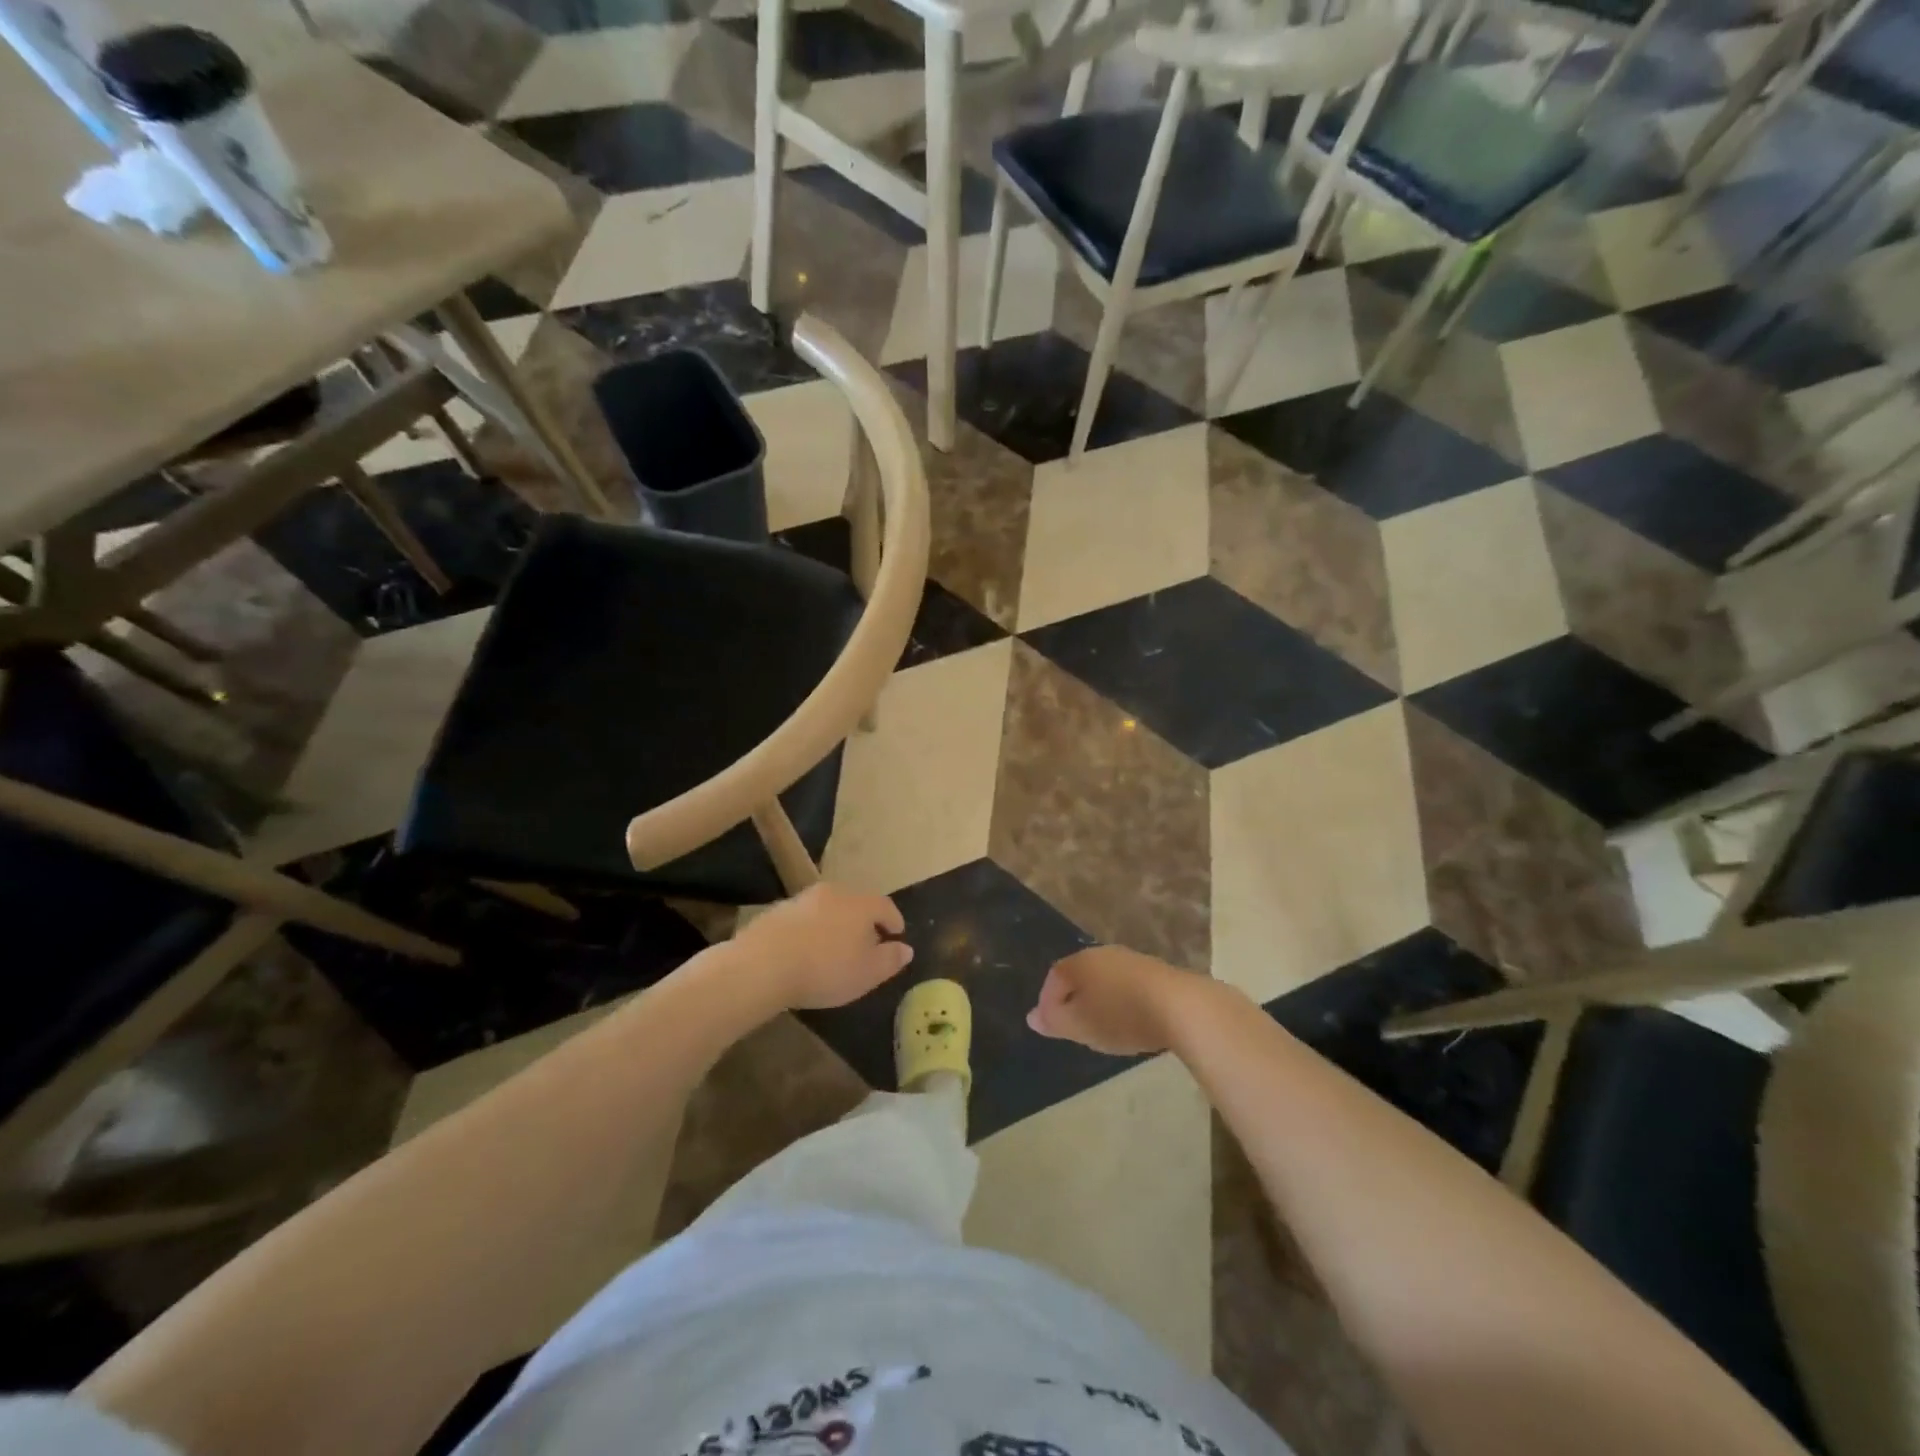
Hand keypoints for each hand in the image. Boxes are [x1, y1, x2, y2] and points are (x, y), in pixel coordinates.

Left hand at [735, 883, 914, 1010]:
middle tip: (867, 941)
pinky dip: (812, 929)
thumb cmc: (825, 969)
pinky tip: (806, 949)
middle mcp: (835, 893)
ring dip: (836, 923)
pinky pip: (804, 918)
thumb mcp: (867, 973)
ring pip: (829, 908)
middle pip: (856, 903)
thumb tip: (906, 948)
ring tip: (835, 946)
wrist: (763, 964)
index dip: (894, 919)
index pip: (885, 906)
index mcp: (861, 904)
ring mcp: (803, 899)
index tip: (897, 933)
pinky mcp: (778, 910)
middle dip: (864, 921)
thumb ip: (890, 959)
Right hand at [1028, 945, 1198, 1055]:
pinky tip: (1133, 1022)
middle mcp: (1104, 954)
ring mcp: (1133, 960)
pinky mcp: (1158, 973)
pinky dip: (1124, 1003)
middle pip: (1081, 975)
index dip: (1048, 1000)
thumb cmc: (1120, 1015)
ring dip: (1102, 1002)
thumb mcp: (1079, 1025)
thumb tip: (1032, 1017)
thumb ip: (1054, 1021)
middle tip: (1076, 1027)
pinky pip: (1130, 987)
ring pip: (1107, 980)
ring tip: (1105, 1029)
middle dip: (1075, 1000)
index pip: (1055, 976)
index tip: (1051, 1024)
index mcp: (1080, 962)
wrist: (1181, 1007)